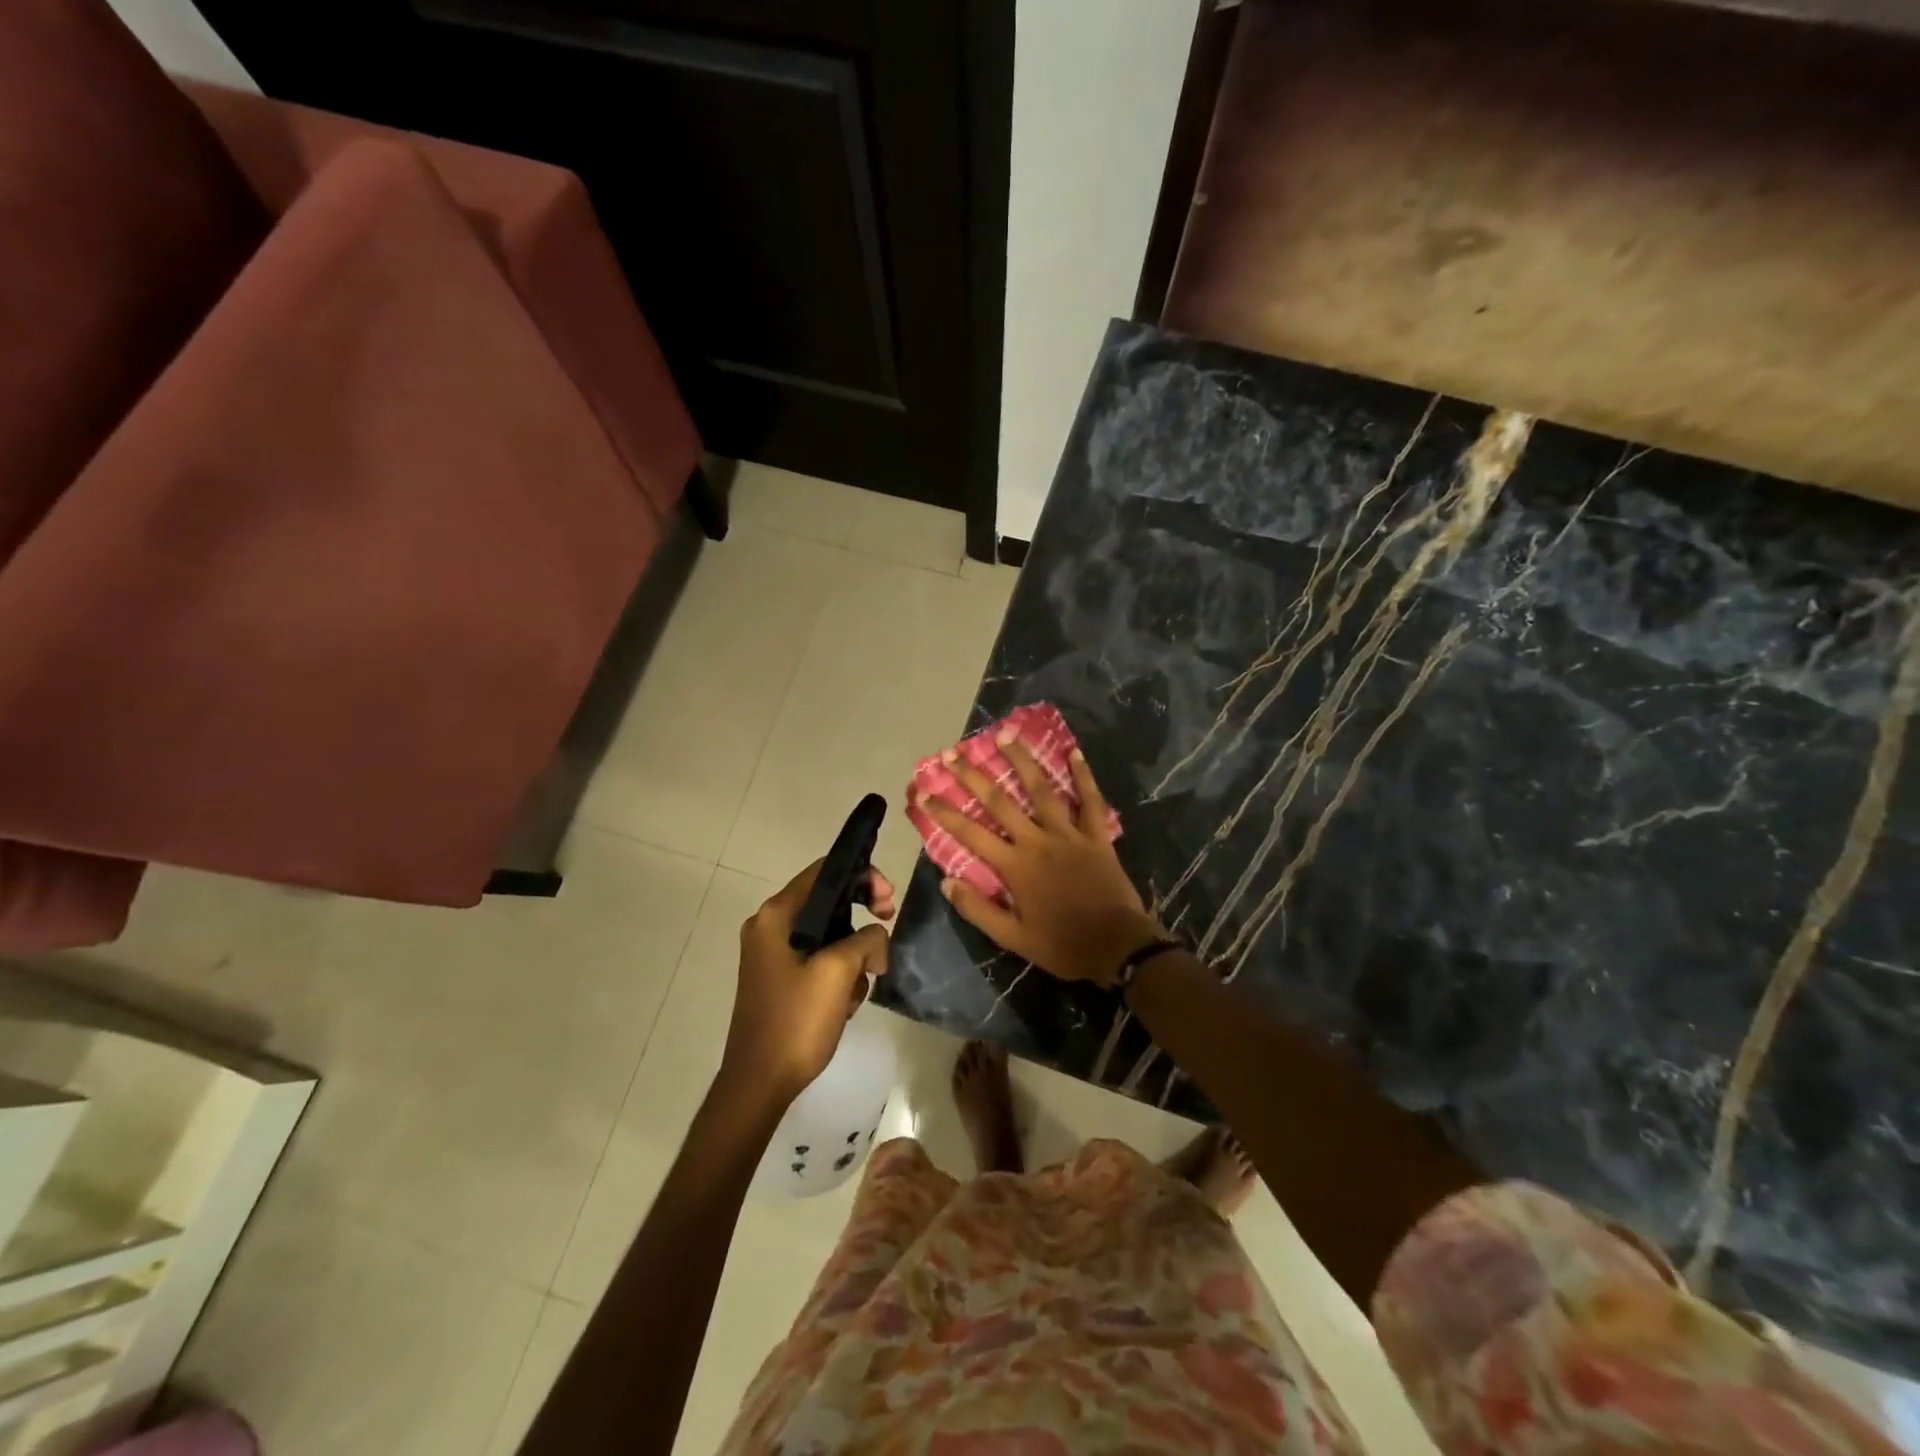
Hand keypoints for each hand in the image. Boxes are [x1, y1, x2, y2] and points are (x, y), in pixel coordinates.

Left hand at [720, 860, 893, 1108]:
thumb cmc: (796, 1021)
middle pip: (828, 901)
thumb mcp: (839, 972)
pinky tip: (845, 1002)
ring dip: (853, 953)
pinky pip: (818, 959)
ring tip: (862, 984)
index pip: (824, 871)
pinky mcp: (779, 978)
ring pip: (829, 933)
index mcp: (776, 915)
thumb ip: (866, 940)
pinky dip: (838, 972)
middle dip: (862, 915)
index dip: (863, 876)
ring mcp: (772, 954)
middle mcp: (770, 926)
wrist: (759, 1083)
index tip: (888, 901)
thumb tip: (875, 940)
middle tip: (887, 923)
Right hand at [916, 731, 1163, 986]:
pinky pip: (1090, 801)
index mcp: (1015, 866)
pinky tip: (1074, 752)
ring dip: (1022, 760)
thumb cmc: (1062, 945)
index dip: (944, 813)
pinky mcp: (1097, 836)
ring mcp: (1069, 834)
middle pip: (1000, 801)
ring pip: (1041, 790)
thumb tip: (946, 881)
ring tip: (1005, 734)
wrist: (1118, 947)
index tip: (924, 793)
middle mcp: (1037, 841)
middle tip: (954, 752)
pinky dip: (1082, 776)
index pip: (970, 833)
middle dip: (973, 776)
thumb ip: (979, 910)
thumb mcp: (1013, 939)